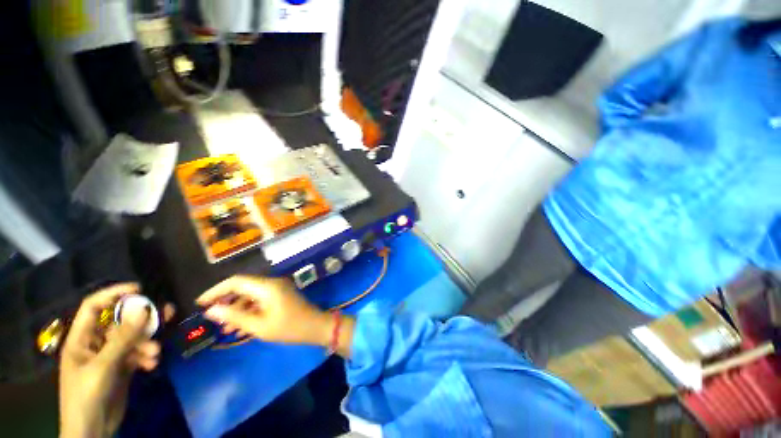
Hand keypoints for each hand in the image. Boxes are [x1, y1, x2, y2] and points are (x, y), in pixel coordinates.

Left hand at [59, 284, 173, 437]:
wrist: (90, 432)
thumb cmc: (85, 396)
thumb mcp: (101, 369)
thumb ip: (120, 342)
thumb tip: (141, 311)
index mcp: (81, 336)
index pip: (94, 306)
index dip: (113, 294)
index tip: (137, 290)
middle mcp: (93, 345)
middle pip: (113, 326)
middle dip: (134, 324)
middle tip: (157, 322)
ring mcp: (106, 364)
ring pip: (125, 347)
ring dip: (141, 347)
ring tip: (156, 354)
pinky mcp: (117, 379)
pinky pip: (131, 363)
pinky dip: (141, 362)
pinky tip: (152, 365)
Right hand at [197, 276, 353, 355]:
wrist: (320, 330)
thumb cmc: (290, 329)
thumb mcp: (260, 327)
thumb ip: (235, 318)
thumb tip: (211, 311)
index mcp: (263, 286)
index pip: (233, 283)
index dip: (215, 291)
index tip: (201, 302)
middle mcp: (267, 284)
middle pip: (239, 289)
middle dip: (224, 302)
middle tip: (211, 316)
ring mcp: (274, 291)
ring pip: (248, 298)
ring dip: (235, 311)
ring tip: (224, 327)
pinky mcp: (278, 299)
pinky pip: (257, 303)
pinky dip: (247, 314)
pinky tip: (239, 329)